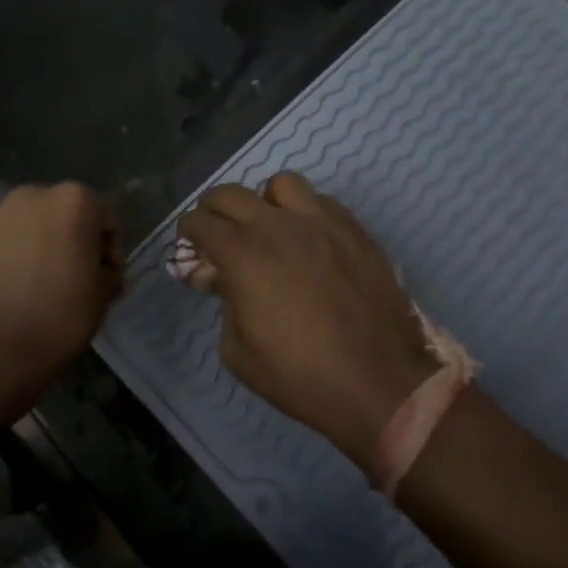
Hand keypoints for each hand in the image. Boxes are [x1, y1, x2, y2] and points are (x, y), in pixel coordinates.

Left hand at [0, 184, 122, 364]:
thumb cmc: (55, 317)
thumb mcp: (100, 300)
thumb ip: (107, 275)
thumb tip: (101, 273)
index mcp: (74, 201)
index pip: (107, 220)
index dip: (111, 253)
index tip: (106, 282)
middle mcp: (34, 194)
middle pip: (63, 215)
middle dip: (71, 242)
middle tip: (72, 281)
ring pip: (28, 226)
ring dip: (37, 247)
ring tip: (35, 287)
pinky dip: (7, 258)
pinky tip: (7, 290)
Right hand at [179, 173, 430, 470]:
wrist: (379, 384)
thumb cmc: (300, 375)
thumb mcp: (237, 351)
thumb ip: (224, 303)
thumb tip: (223, 279)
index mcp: (243, 254)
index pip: (199, 222)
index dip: (188, 234)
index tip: (191, 248)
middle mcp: (277, 226)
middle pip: (230, 194)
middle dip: (214, 210)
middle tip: (217, 233)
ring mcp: (320, 223)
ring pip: (280, 184)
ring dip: (264, 201)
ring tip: (269, 227)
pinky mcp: (354, 230)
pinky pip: (321, 201)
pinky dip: (305, 212)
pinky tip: (308, 239)